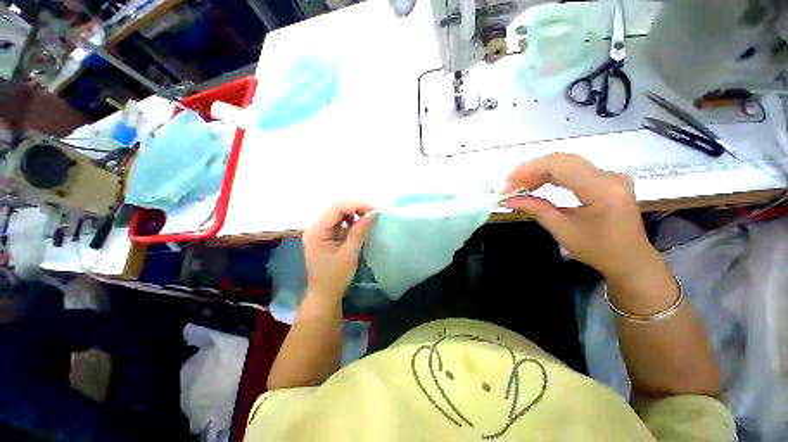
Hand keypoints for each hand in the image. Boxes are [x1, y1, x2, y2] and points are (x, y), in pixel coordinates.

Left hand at [302, 201, 375, 302]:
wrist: (324, 295)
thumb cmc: (335, 277)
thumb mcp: (349, 253)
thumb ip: (359, 232)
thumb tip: (372, 214)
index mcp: (317, 231)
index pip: (336, 208)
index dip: (356, 204)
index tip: (374, 208)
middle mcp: (315, 227)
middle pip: (336, 209)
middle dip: (356, 208)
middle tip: (373, 212)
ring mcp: (320, 232)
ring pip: (338, 214)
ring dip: (354, 214)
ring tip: (368, 218)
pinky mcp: (326, 236)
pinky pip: (339, 223)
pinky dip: (351, 222)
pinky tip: (360, 226)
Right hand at [504, 153, 659, 278]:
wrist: (630, 260)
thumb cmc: (598, 250)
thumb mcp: (562, 230)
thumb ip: (536, 209)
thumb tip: (509, 200)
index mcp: (602, 190)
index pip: (560, 165)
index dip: (529, 169)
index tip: (508, 183)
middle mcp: (609, 176)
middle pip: (562, 161)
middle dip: (531, 171)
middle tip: (510, 186)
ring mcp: (610, 176)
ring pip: (567, 164)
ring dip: (539, 173)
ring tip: (520, 187)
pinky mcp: (606, 181)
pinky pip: (574, 171)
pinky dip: (552, 177)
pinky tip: (538, 186)